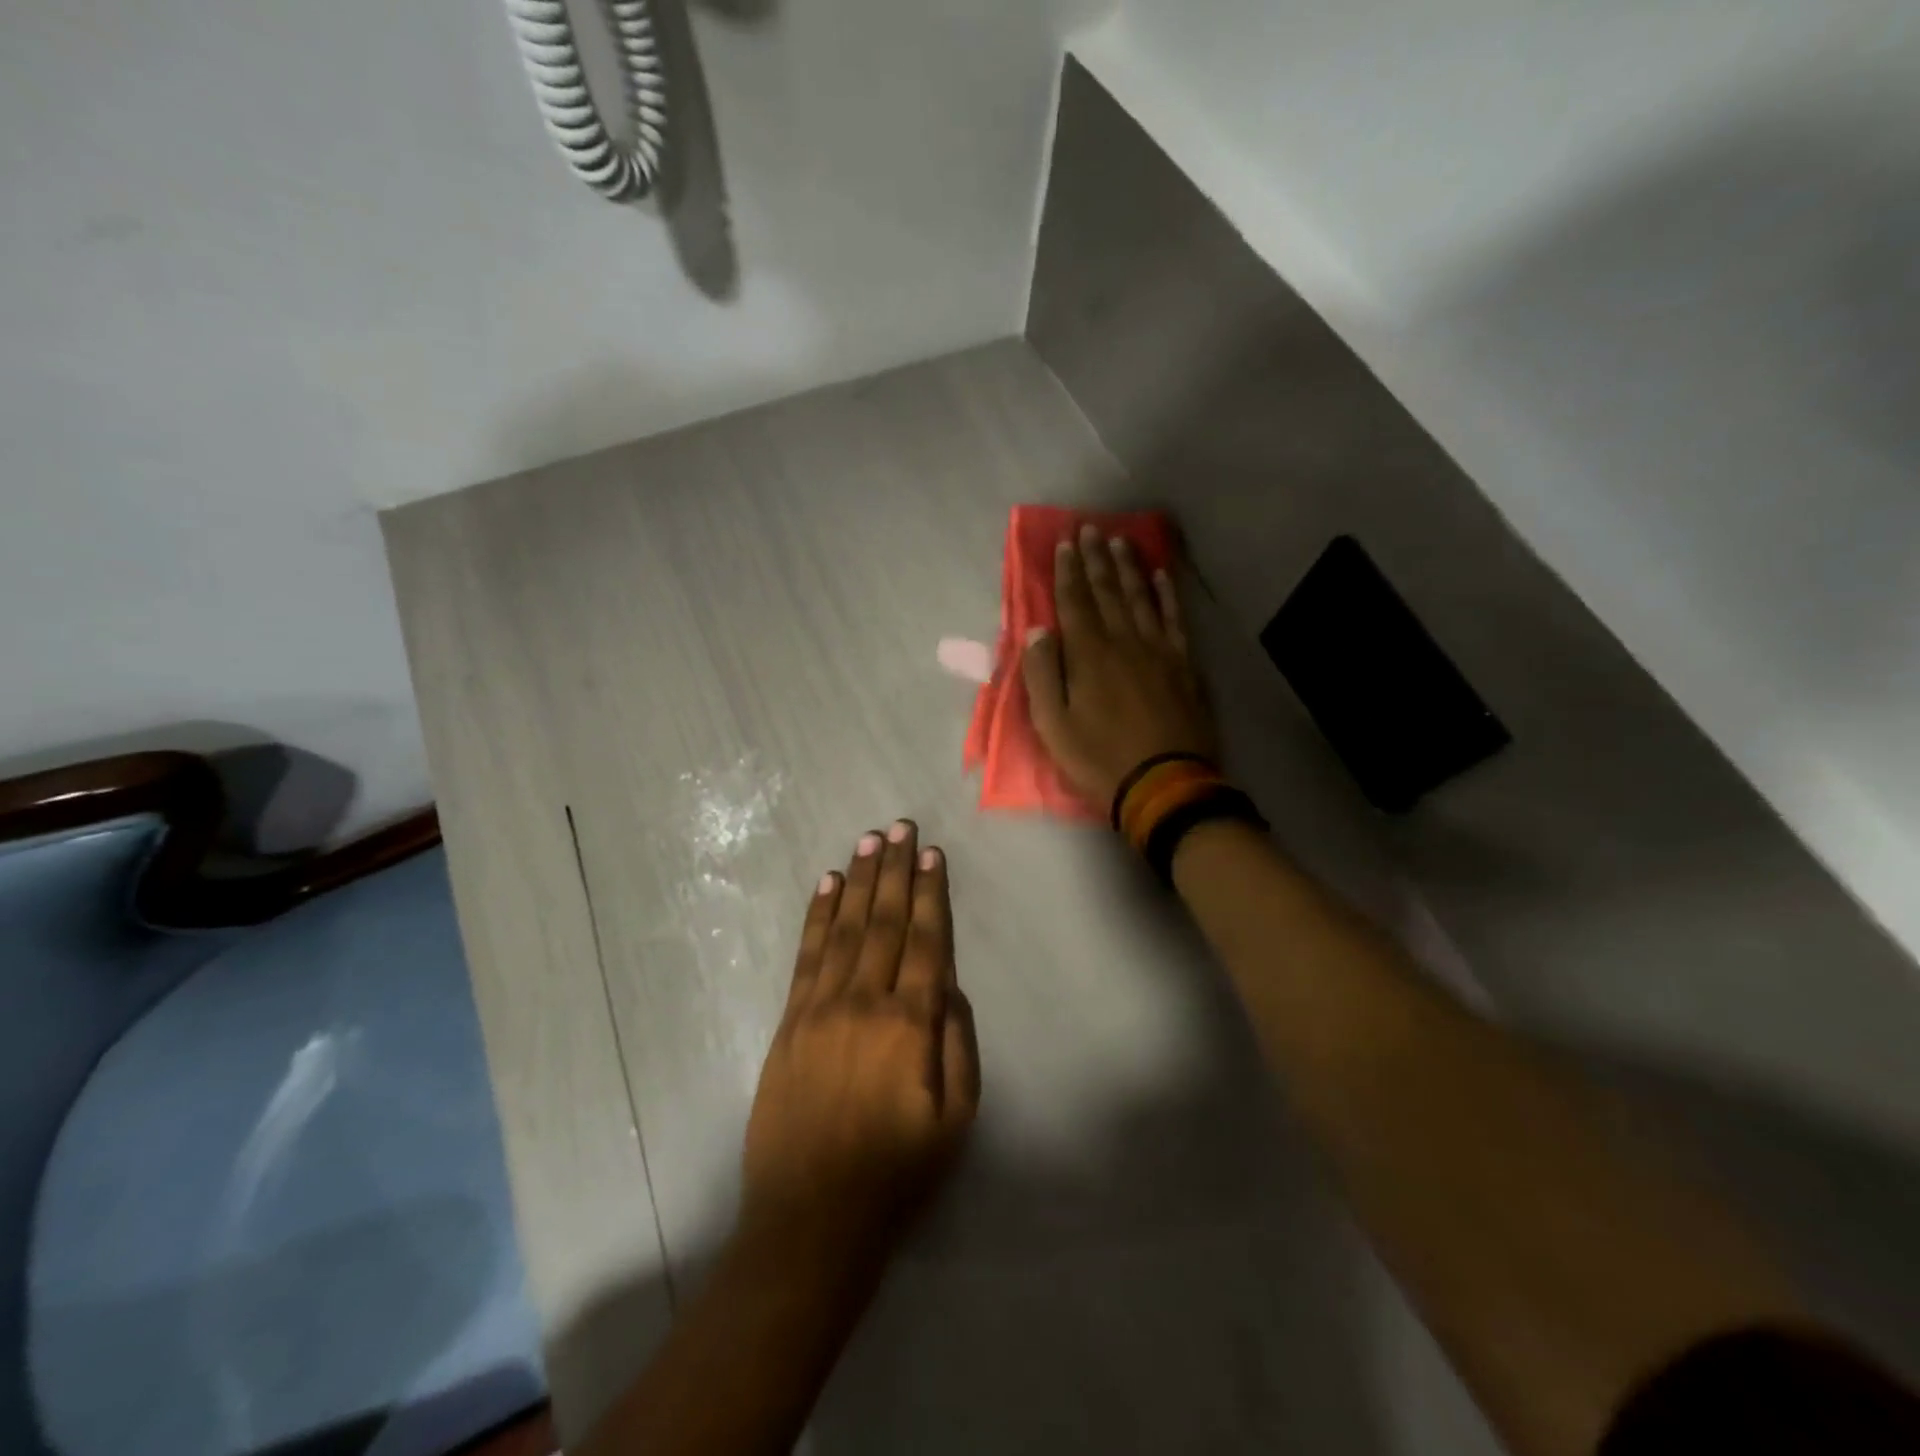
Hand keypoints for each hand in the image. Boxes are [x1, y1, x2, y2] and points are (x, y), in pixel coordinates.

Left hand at [742, 820, 979, 1256]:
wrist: (810, 1220)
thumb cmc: (896, 1173)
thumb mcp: (956, 1120)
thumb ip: (958, 1044)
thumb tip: (949, 985)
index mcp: (910, 1024)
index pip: (925, 941)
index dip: (931, 893)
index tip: (932, 854)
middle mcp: (865, 1001)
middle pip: (885, 921)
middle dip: (895, 870)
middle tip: (901, 827)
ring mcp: (821, 1008)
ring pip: (845, 928)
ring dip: (859, 881)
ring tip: (870, 841)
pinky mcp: (789, 1021)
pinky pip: (807, 955)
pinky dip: (818, 916)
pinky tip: (827, 885)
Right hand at [1022, 523, 1216, 808]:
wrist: (1164, 785)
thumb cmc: (1099, 759)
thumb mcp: (1053, 726)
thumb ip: (1042, 675)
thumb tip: (1037, 632)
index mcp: (1089, 656)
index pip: (1074, 603)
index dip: (1067, 572)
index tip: (1064, 543)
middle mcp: (1124, 642)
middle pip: (1108, 591)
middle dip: (1096, 559)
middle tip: (1090, 528)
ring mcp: (1158, 650)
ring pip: (1141, 597)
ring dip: (1129, 567)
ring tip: (1120, 540)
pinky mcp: (1184, 665)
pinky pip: (1174, 619)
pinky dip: (1168, 595)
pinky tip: (1162, 576)